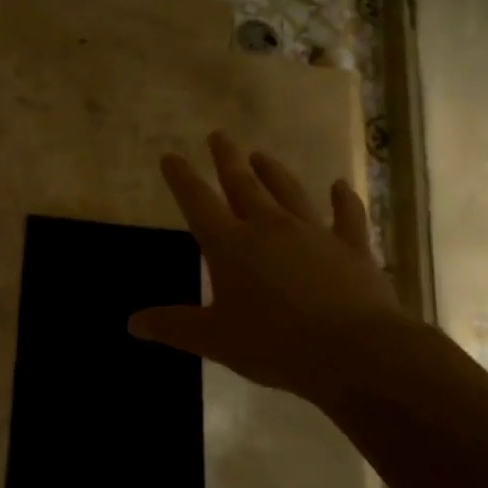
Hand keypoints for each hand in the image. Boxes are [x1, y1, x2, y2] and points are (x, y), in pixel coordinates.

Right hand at [128, 132, 400, 402]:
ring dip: (273, 172)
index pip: (197, 201)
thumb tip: (132, 323)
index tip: (170, 156)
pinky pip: (347, 216)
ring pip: (289, 192)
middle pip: (243, 184)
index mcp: (230, 245)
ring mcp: (313, 233)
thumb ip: (174, 326)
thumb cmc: (275, 345)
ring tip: (262, 155)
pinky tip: (342, 186)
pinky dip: (344, 200)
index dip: (181, 178)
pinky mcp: (351, 247)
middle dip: (227, 159)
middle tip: (219, 136)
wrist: (354, 351)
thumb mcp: (215, 340)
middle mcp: (268, 227)